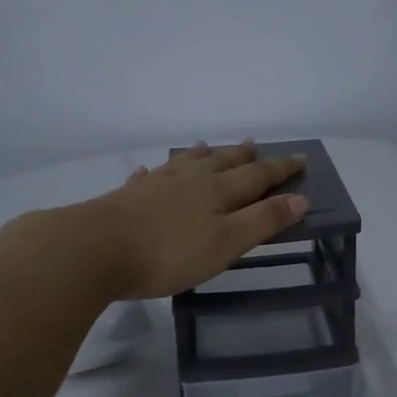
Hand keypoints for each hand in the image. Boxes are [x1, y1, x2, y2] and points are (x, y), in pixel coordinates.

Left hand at [84, 141, 307, 299]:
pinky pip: (147, 177)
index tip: (300, 159)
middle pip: (222, 162)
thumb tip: (300, 198)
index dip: (280, 169)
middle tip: (255, 143)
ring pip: (185, 163)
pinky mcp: (127, 197)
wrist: (95, 248)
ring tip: (209, 146)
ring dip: (202, 155)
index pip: (257, 175)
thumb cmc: (169, 252)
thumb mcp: (226, 243)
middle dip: (243, 155)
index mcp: (217, 191)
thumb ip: (262, 221)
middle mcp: (189, 179)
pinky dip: (155, 172)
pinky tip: (149, 172)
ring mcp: (156, 184)